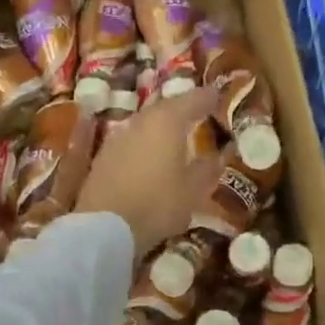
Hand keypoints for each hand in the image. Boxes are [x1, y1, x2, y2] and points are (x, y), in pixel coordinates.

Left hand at [75, 86, 223, 256]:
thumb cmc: (157, 204)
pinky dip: (145, 142)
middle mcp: (141, 120)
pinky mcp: (103, 155)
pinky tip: (151, 154)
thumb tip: (221, 153)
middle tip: (198, 114)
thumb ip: (208, 167)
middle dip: (183, 109)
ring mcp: (118, 136)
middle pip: (166, 107)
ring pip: (146, 122)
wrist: (103, 228)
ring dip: (162, 126)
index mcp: (167, 121)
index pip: (193, 99)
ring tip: (176, 135)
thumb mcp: (193, 190)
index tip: (219, 96)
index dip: (208, 97)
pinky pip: (132, 139)